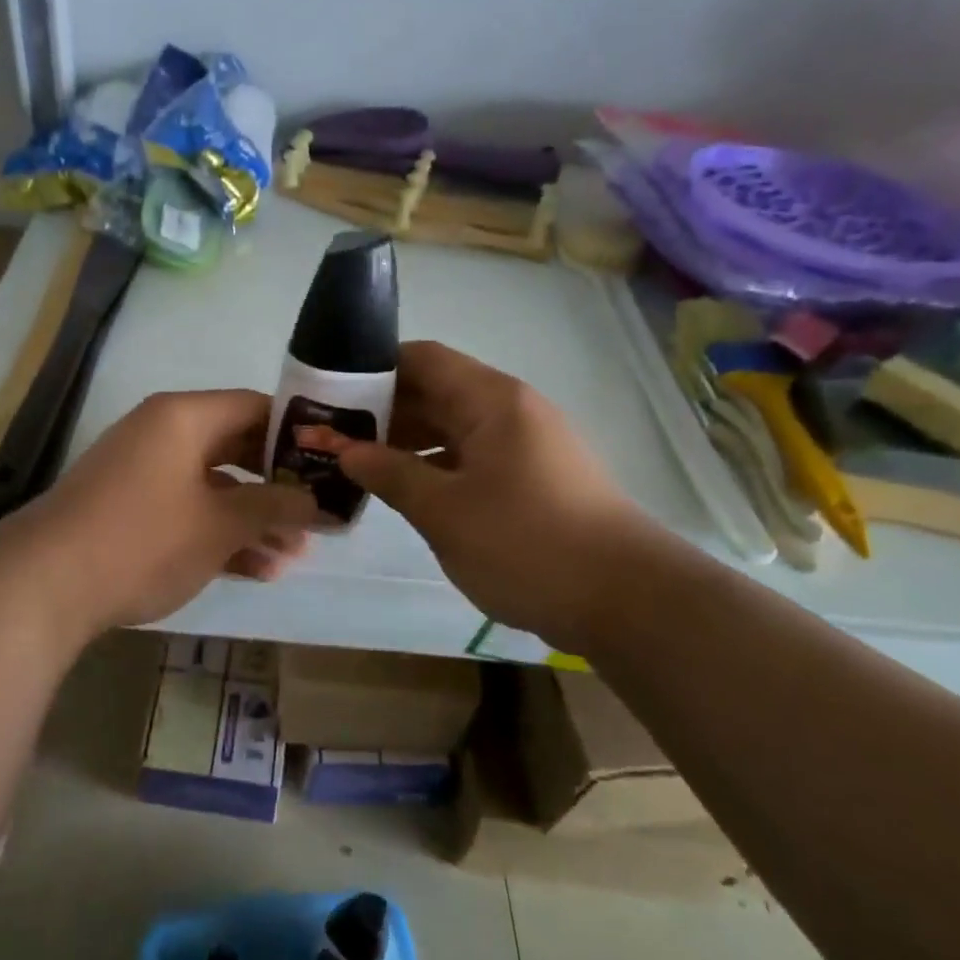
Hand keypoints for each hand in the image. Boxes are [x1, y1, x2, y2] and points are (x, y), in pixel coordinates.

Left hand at [0, 389, 321, 641]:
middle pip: (236, 448)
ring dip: (252, 518)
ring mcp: (142, 471)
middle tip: (315, 516)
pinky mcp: (128, 508)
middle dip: (277, 486)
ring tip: (293, 556)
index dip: (297, 435)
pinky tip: (255, 570)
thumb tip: (317, 502)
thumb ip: (273, 507)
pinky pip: (186, 509)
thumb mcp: (219, 524)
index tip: (329, 465)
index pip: (255, 408)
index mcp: (185, 417)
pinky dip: (217, 532)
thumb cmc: (143, 538)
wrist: (43, 584)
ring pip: (213, 485)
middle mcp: (163, 433)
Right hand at [300, 340, 645, 646]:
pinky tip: (404, 489)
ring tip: (356, 463)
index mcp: (491, 400)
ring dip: (406, 441)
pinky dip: (435, 466)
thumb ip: (389, 474)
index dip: (373, 368)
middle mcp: (509, 410)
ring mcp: (524, 445)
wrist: (629, 600)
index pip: (422, 358)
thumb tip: (345, 451)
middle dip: (382, 410)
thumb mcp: (444, 511)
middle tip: (331, 434)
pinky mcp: (532, 478)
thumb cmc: (528, 544)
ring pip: (452, 427)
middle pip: (435, 391)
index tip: (330, 391)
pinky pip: (471, 456)